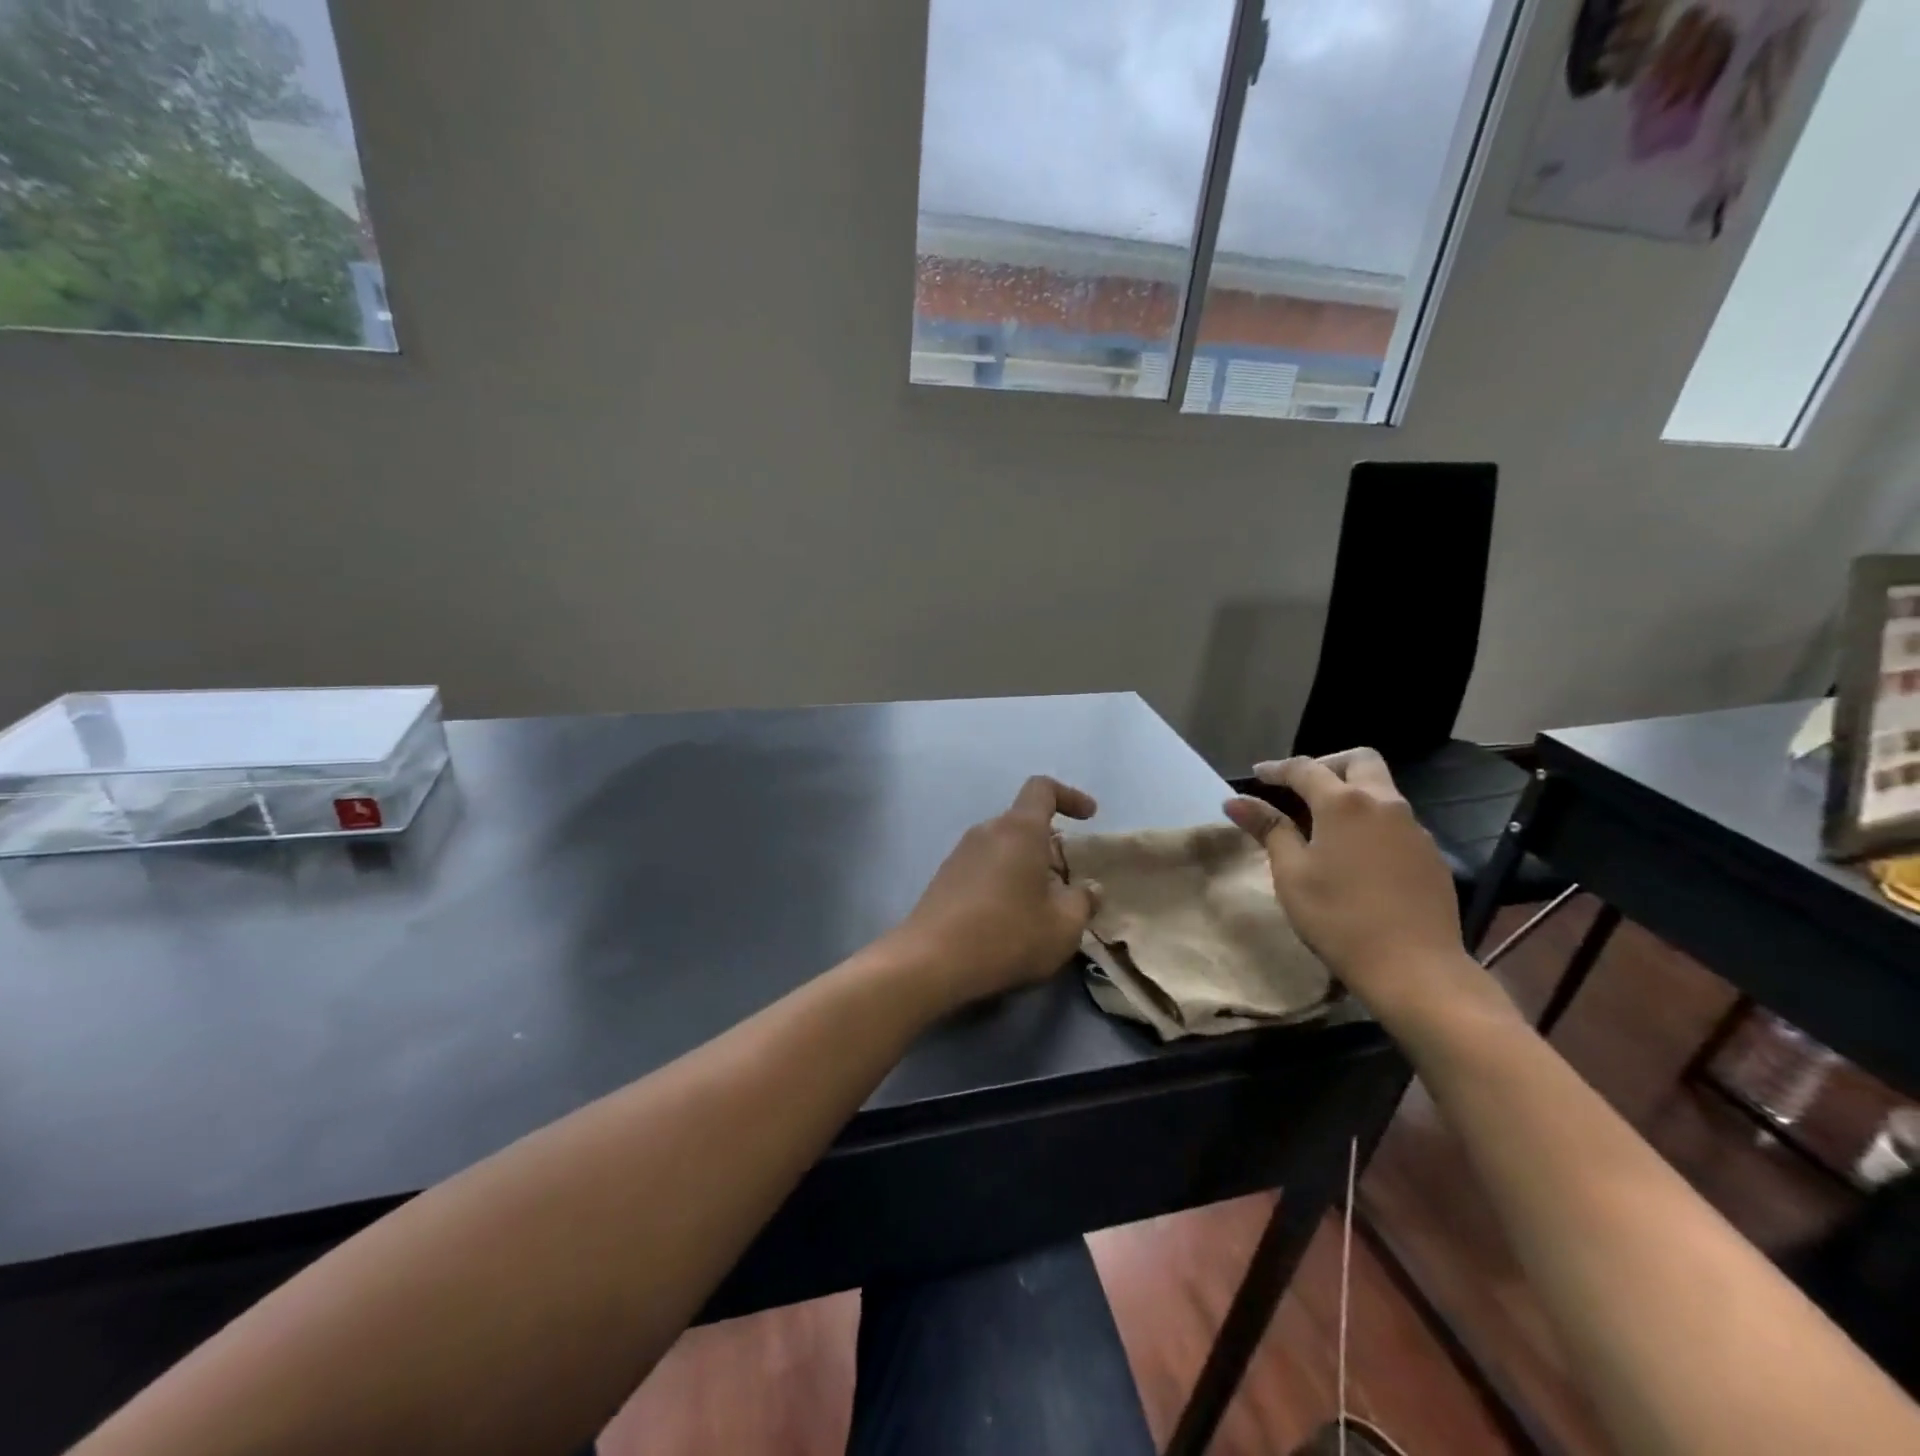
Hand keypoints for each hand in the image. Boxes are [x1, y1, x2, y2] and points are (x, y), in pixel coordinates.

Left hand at [892, 776, 1100, 1007]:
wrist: (930, 961)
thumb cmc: (1006, 935)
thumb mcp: (1062, 926)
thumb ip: (1082, 901)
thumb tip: (1089, 889)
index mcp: (1019, 829)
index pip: (1042, 789)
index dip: (1069, 796)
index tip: (1089, 817)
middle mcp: (987, 831)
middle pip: (1024, 822)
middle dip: (1051, 846)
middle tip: (1068, 883)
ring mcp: (960, 853)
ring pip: (1004, 847)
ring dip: (1026, 867)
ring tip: (1041, 907)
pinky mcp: (945, 878)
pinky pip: (984, 866)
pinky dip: (1003, 881)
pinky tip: (1009, 919)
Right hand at [1223, 749, 1486, 1024]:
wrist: (1414, 967)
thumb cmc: (1338, 917)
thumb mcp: (1291, 873)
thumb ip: (1268, 829)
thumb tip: (1236, 801)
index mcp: (1343, 804)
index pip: (1305, 769)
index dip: (1277, 769)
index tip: (1256, 774)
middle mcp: (1384, 804)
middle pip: (1359, 760)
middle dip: (1326, 765)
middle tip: (1300, 787)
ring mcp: (1413, 829)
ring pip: (1382, 790)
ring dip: (1351, 792)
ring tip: (1324, 823)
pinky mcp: (1431, 855)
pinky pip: (1396, 821)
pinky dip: (1370, 821)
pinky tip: (1356, 854)